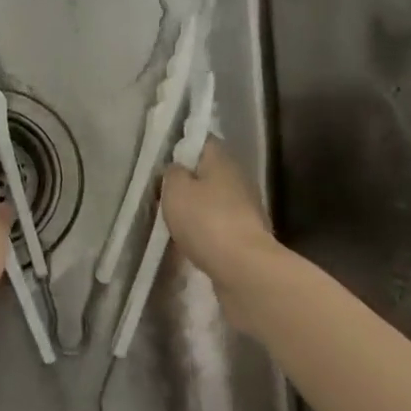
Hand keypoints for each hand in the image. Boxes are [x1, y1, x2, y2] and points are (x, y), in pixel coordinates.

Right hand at [160, 139, 276, 289]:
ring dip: (196, 209)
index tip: (163, 162)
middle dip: (187, 182)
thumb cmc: (205, 220)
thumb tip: (177, 169)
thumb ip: (172, 173)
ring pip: (213, 200)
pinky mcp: (247, 235)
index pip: (202, 141)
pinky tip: (190, 242)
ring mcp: (246, 208)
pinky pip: (219, 225)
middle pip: (208, 172)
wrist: (243, 269)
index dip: (181, 147)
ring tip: (173, 222)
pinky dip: (205, 231)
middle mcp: (238, 178)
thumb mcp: (175, 190)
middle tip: (163, 195)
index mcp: (222, 160)